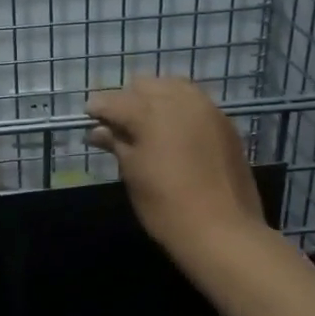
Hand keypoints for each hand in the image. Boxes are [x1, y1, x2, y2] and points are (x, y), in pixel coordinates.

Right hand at [86, 77, 264, 264]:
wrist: (222, 230)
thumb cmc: (166, 206)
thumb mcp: (133, 174)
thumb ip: (116, 144)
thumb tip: (98, 131)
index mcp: (149, 113)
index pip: (114, 100)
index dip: (98, 108)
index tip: (89, 119)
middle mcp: (179, 101)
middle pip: (144, 85)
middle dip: (128, 100)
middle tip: (119, 126)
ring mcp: (206, 109)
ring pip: (172, 87)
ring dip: (155, 99)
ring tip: (147, 126)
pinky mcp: (225, 123)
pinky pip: (195, 102)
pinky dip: (179, 109)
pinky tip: (174, 132)